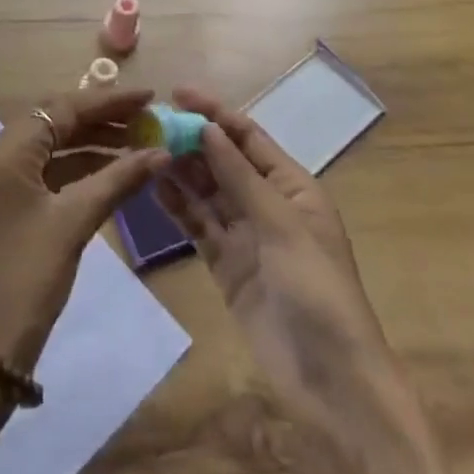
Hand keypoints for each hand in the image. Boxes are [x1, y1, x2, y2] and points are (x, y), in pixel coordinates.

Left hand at [0, 88, 168, 457]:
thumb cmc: (27, 277)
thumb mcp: (74, 223)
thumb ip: (117, 181)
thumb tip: (160, 152)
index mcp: (7, 152)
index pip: (62, 108)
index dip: (108, 100)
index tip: (148, 97)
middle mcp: (0, 158)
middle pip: (56, 122)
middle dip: (102, 118)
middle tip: (146, 120)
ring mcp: (3, 184)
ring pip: (54, 148)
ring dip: (94, 144)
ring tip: (139, 144)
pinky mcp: (11, 207)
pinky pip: (50, 173)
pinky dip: (81, 169)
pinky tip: (114, 174)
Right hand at [155, 89, 444, 473]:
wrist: (330, 380)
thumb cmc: (316, 289)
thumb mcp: (280, 224)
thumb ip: (239, 175)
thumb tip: (206, 128)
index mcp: (293, 186)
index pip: (248, 136)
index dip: (214, 112)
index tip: (177, 93)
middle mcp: (267, 204)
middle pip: (223, 161)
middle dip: (191, 139)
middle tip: (148, 122)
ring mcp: (245, 235)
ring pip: (206, 191)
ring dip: (180, 169)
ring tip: (143, 147)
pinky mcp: (226, 264)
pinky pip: (198, 225)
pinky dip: (178, 206)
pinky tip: (153, 186)